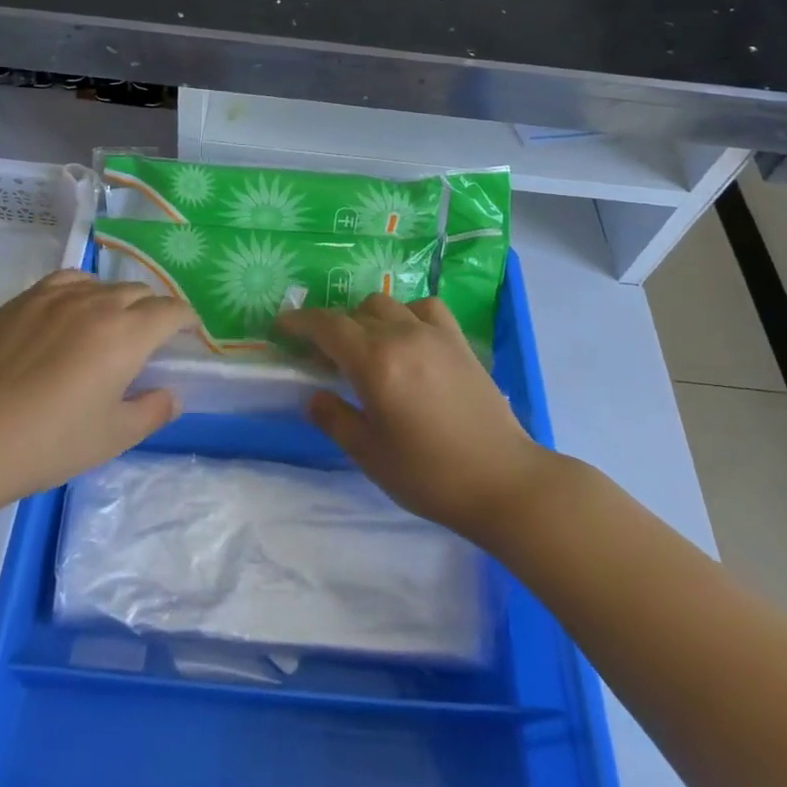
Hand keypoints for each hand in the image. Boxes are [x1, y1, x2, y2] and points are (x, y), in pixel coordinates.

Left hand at [0, 269, 191, 507]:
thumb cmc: (50, 443)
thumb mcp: (112, 437)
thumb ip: (152, 411)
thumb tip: (172, 395)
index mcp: (126, 334)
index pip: (171, 310)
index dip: (186, 319)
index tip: (187, 334)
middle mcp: (97, 304)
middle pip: (139, 292)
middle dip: (153, 310)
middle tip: (148, 339)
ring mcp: (56, 297)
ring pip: (103, 285)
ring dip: (117, 300)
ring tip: (108, 326)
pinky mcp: (23, 300)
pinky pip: (66, 281)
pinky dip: (82, 291)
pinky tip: (72, 312)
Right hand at [277, 293, 554, 545]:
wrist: (503, 481)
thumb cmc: (430, 475)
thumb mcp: (370, 455)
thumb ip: (335, 419)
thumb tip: (314, 396)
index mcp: (375, 363)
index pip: (328, 326)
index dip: (301, 322)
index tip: (283, 325)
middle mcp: (402, 336)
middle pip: (356, 312)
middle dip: (333, 325)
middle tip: (322, 351)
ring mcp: (435, 334)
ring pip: (389, 305)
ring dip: (367, 317)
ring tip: (364, 343)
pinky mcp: (459, 342)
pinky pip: (425, 309)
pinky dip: (407, 314)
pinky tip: (407, 336)